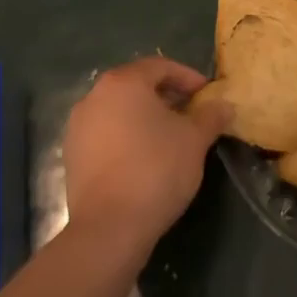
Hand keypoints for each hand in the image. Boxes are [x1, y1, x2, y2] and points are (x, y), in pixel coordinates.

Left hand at [63, 55, 230, 261]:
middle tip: (192, 114)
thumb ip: (211, 116)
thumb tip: (224, 105)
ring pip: (120, 111)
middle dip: (167, 97)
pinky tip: (146, 159)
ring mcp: (78, 128)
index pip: (160, 67)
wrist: (109, 229)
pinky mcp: (72, 157)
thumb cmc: (156, 169)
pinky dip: (127, 137)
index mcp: (123, 83)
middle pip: (137, 86)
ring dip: (146, 118)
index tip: (207, 94)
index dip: (187, 78)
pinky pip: (106, 135)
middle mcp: (94, 97)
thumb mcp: (195, 139)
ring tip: (171, 138)